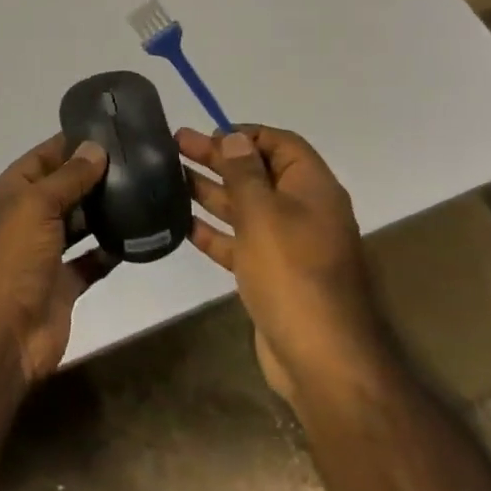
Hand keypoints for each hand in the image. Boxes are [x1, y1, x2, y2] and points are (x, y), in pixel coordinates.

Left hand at [0, 135, 115, 386]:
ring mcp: (44, 255)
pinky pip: (91, 261)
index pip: (42, 158)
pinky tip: (139, 233)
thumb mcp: (34, 206)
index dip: (71, 143)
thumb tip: (95, 148)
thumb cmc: (9, 260)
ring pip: (79, 224)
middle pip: (63, 189)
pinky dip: (111, 249)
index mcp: (8, 196)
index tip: (110, 129)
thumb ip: (67, 177)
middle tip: (139, 158)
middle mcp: (24, 221)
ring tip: (144, 188)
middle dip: (94, 175)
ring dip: (104, 210)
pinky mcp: (63, 285)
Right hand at [177, 125, 387, 404]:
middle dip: (218, 158)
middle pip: (258, 173)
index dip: (244, 134)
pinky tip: (182, 224)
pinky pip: (240, 243)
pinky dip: (214, 232)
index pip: (280, 143)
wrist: (321, 356)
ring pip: (245, 208)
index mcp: (312, 188)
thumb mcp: (263, 214)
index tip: (207, 134)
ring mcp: (288, 245)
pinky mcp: (272, 275)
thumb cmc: (292, 273)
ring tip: (169, 176)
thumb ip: (244, 173)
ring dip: (211, 191)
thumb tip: (233, 136)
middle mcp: (303, 211)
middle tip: (175, 144)